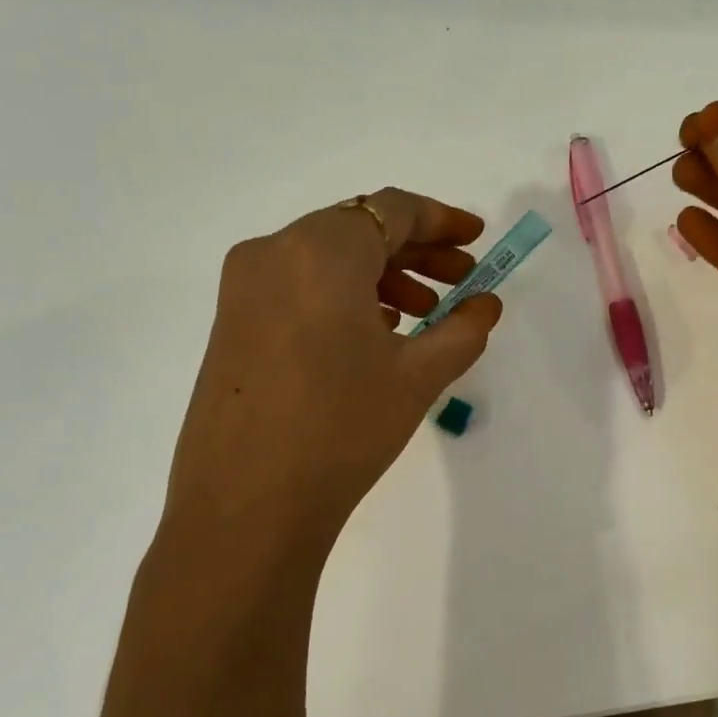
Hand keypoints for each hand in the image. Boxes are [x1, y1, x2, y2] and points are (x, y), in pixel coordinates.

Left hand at [157, 189, 501, 561]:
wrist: (246, 507)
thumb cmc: (343, 427)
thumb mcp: (419, 376)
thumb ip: (463, 329)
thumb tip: (486, 304)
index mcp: (321, 249)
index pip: (393, 209)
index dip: (442, 219)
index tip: (476, 239)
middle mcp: (275, 251)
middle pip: (358, 229)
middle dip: (416, 251)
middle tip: (461, 280)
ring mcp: (244, 287)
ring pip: (327, 259)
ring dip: (381, 276)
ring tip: (422, 315)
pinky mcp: (231, 322)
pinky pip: (298, 286)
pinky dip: (343, 296)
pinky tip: (373, 335)